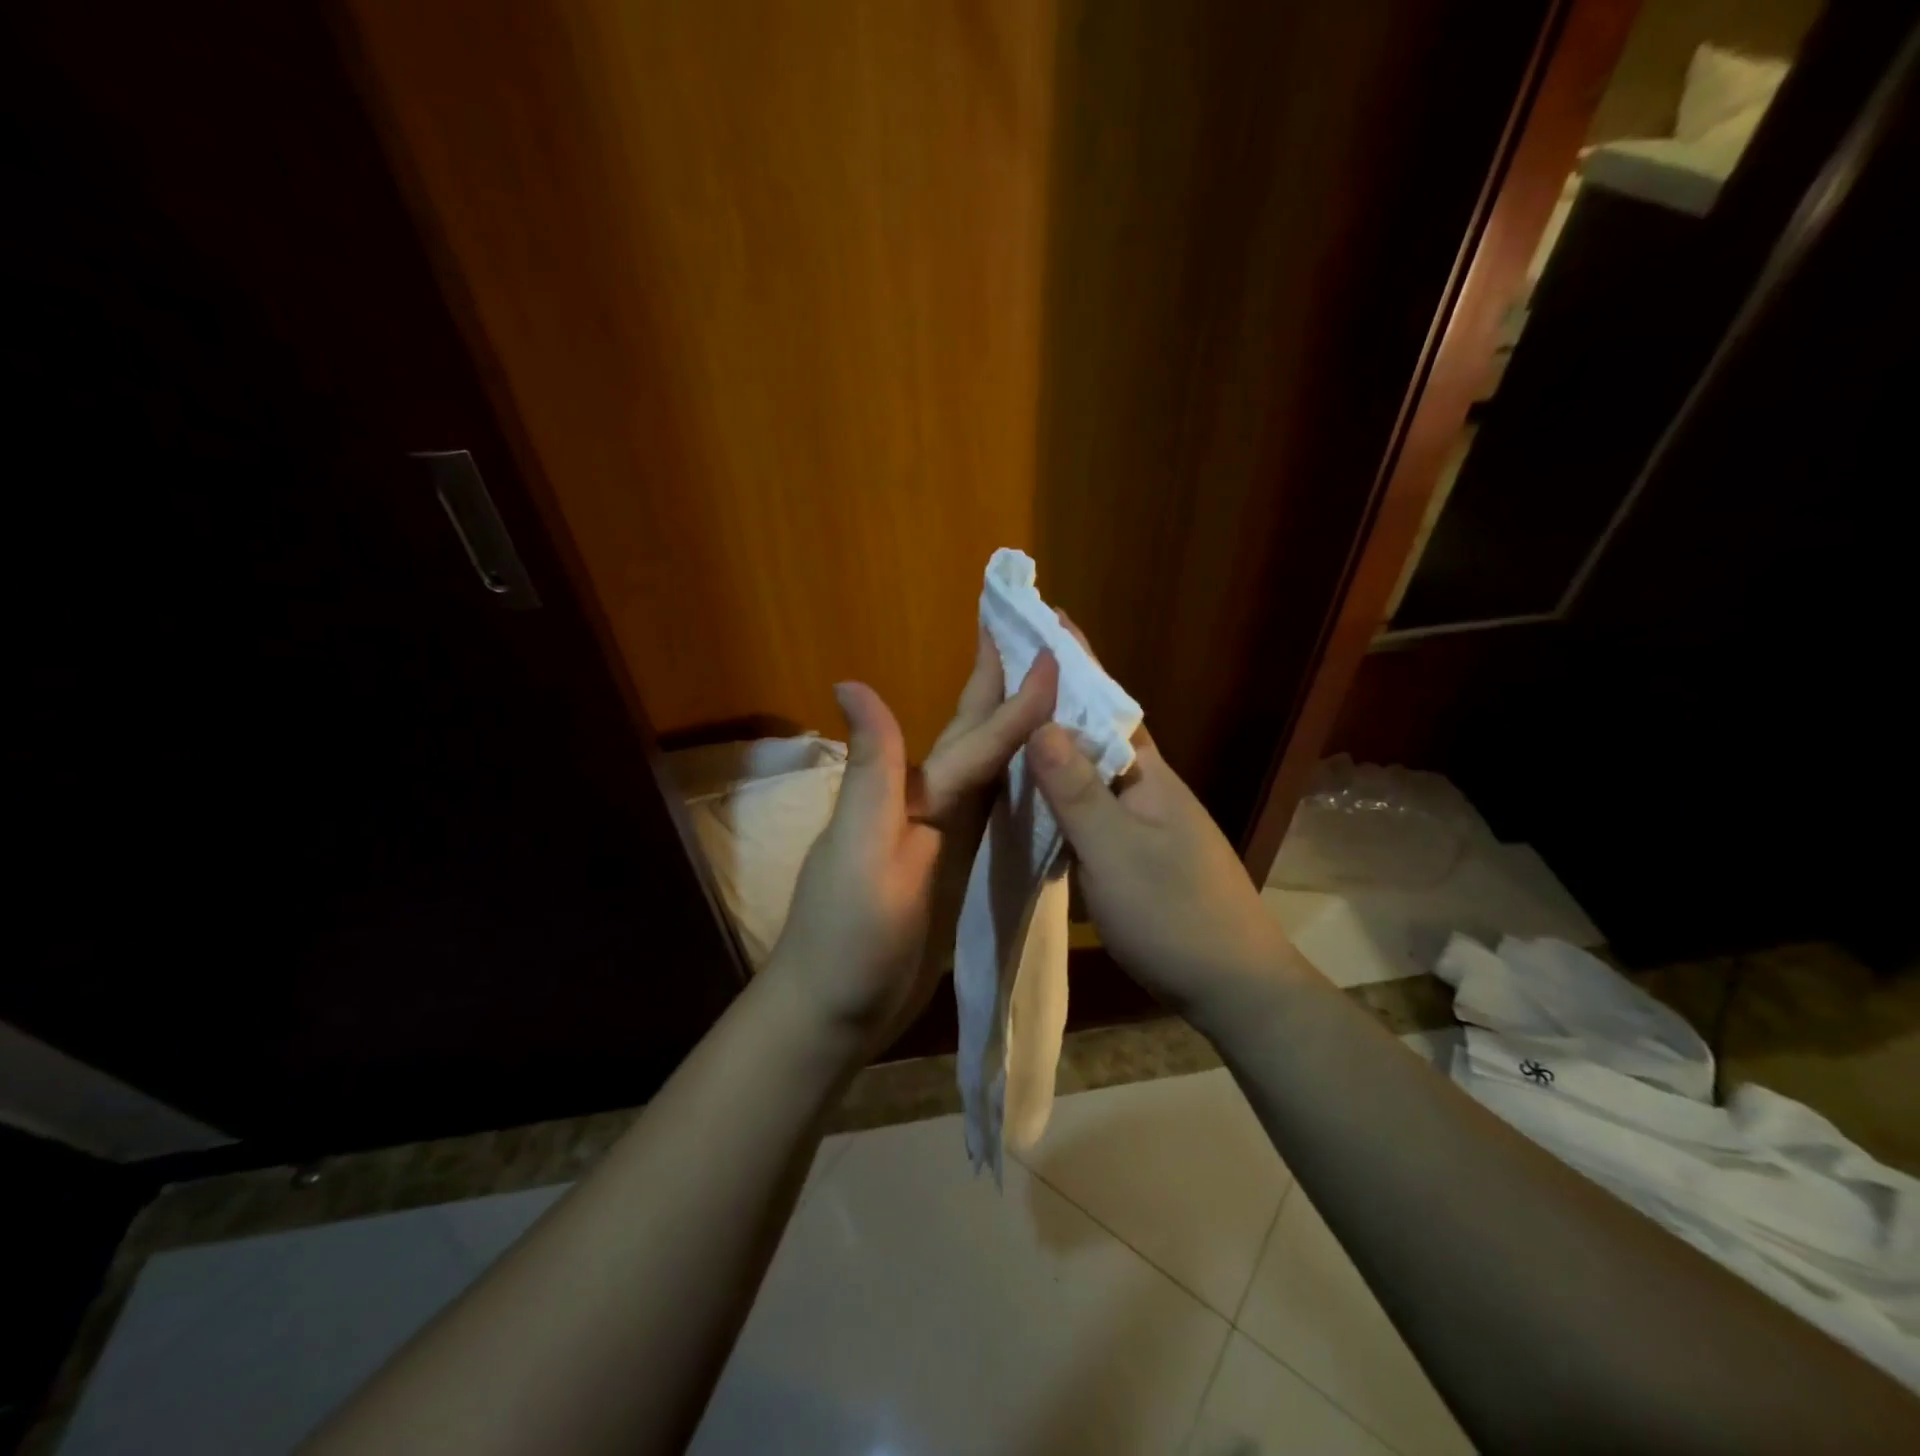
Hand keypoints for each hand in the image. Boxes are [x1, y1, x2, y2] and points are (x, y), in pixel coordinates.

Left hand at [768, 635, 1058, 1052]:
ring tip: (1051, 696)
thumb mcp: (858, 850)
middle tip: (1038, 642)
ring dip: (1016, 733)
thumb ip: (873, 771)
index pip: (974, 741)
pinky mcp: (957, 871)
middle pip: (974, 739)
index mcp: (912, 796)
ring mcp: (944, 840)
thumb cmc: (847, 937)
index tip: (1054, 653)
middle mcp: (929, 805)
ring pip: (989, 774)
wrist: (836, 1012)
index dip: (1016, 701)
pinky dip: (1017, 787)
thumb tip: (852, 680)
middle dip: (1003, 690)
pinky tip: (1041, 776)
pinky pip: (994, 817)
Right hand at [1024, 631, 1310, 1026]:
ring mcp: (1145, 820)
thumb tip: (1041, 722)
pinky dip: (1062, 789)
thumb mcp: (1116, 852)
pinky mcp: (1138, 850)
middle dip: (1057, 694)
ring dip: (1058, 741)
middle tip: (1008, 668)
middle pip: (1097, 728)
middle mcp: (1147, 786)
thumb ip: (1078, 791)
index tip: (1044, 615)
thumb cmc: (1174, 914)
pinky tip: (1037, 795)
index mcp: (1146, 773)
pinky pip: (1092, 804)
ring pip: (1092, 768)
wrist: (1233, 984)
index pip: (1106, 700)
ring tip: (1010, 722)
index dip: (1076, 659)